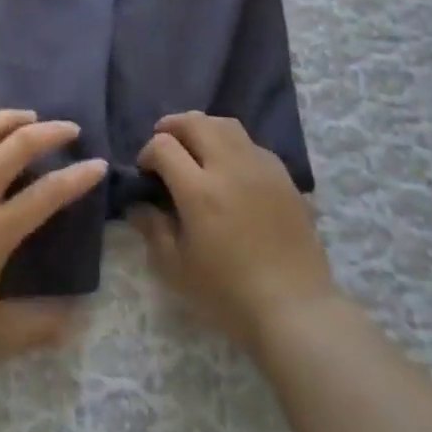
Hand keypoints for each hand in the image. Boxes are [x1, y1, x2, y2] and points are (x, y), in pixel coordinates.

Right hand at [134, 113, 339, 357]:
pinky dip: (232, 144)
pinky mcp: (284, 177)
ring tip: (195, 147)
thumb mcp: (176, 268)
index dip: (147, 152)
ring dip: (203, 128)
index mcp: (199, 191)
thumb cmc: (228, 293)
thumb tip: (137, 204)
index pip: (163, 146)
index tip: (146, 172)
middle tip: (164, 144)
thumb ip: (152, 228)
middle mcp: (230, 168)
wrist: (294, 308)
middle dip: (172, 127)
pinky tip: (230, 169)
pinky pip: (252, 144)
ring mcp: (261, 168)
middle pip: (195, 123)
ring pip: (226, 124)